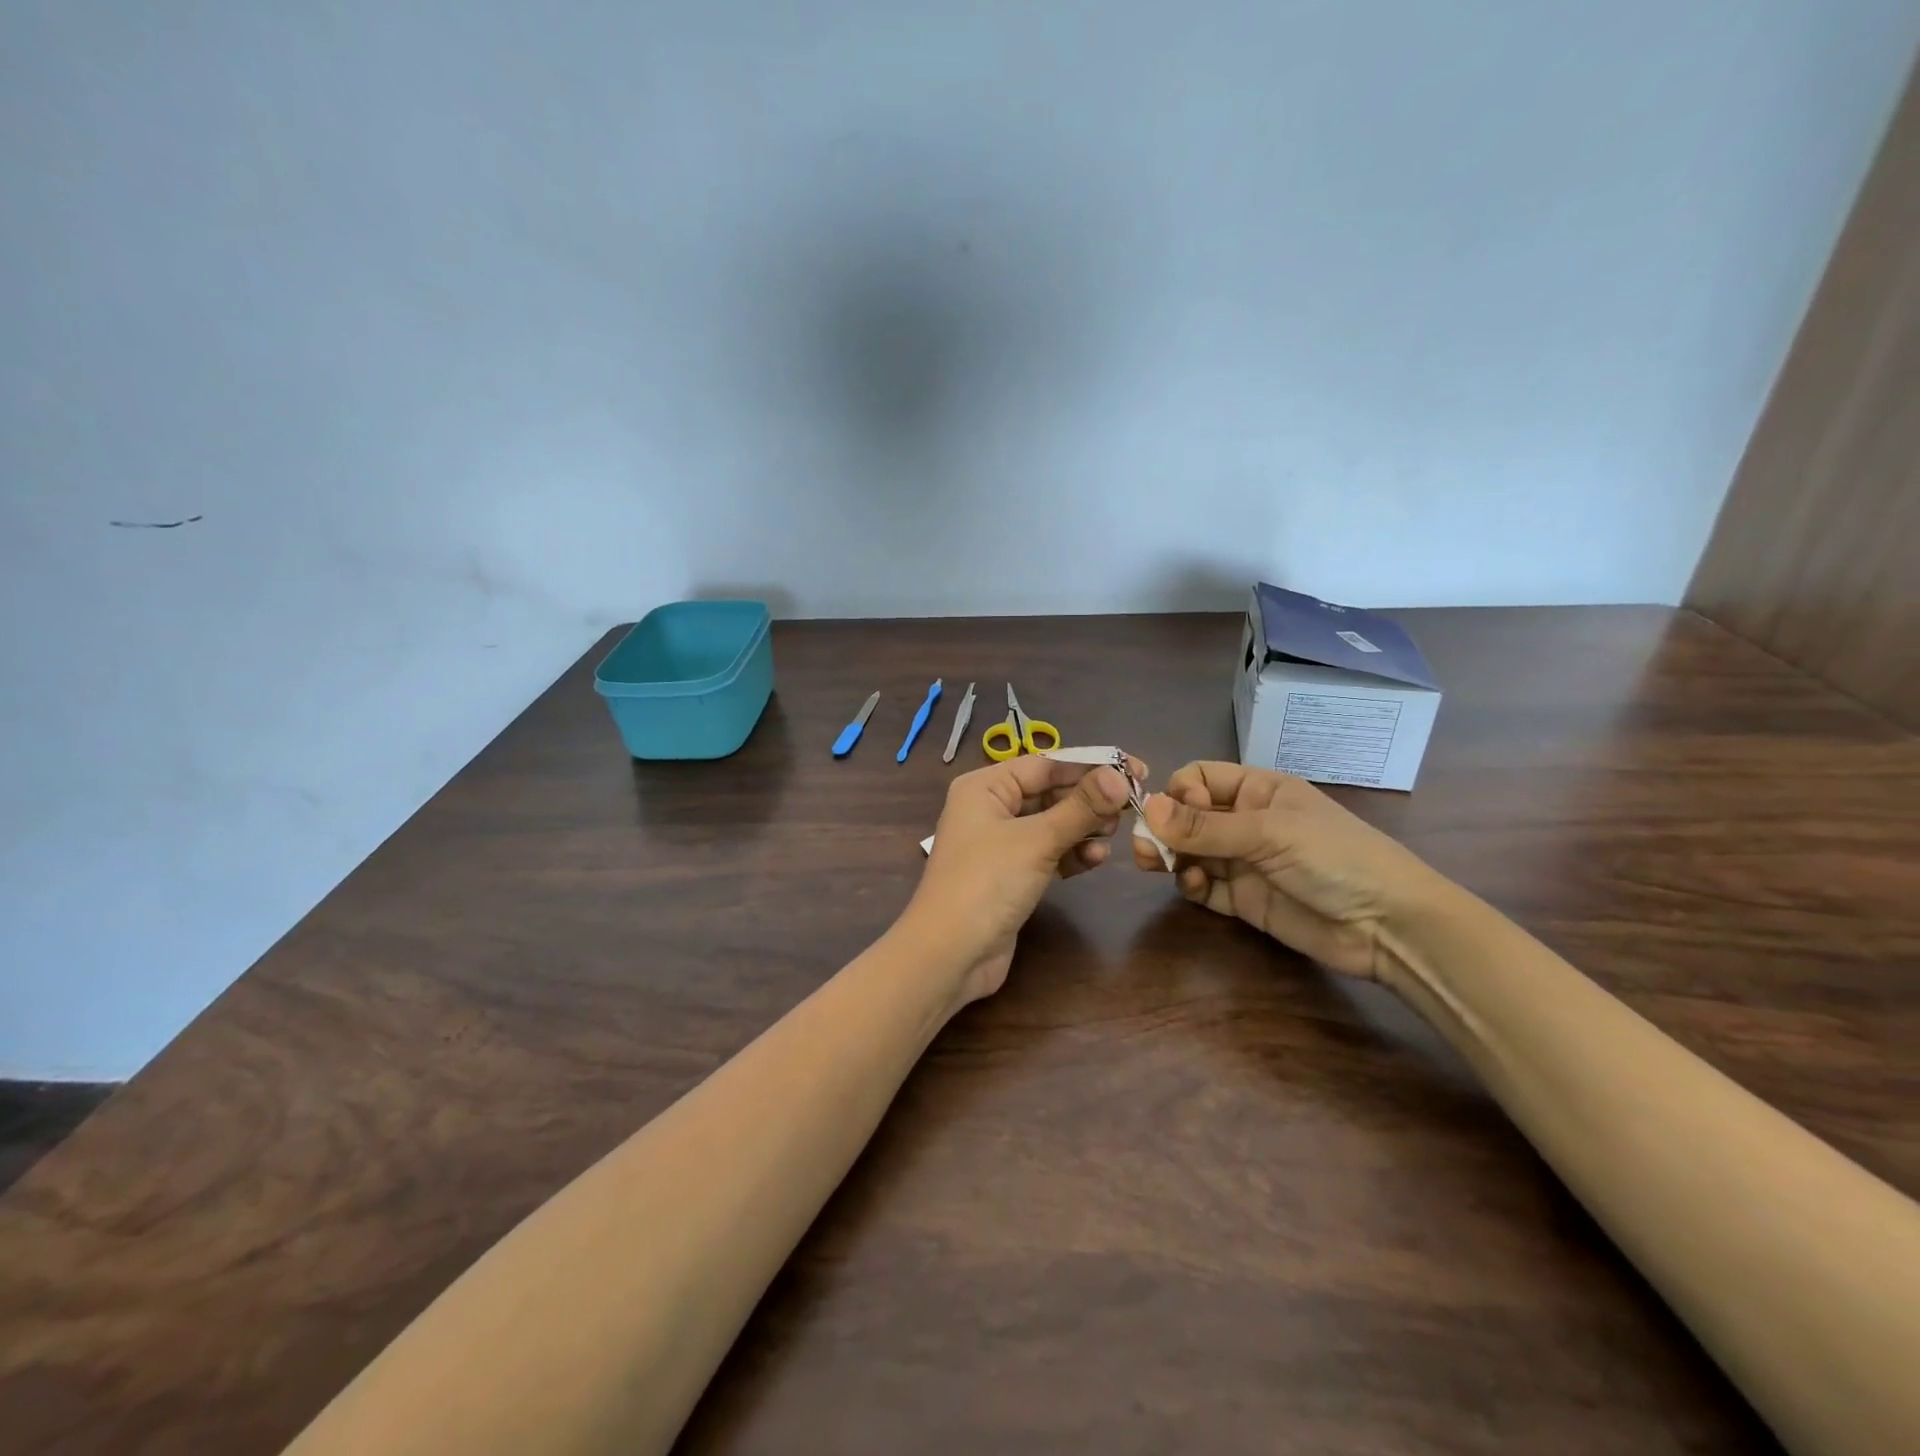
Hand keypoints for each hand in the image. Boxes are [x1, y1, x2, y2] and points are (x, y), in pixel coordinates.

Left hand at [903, 754, 1142, 1004]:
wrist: (950, 954)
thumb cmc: (987, 882)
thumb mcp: (1036, 840)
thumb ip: (1080, 807)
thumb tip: (1120, 776)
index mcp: (984, 787)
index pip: (1045, 765)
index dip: (1090, 766)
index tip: (1134, 769)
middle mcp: (989, 809)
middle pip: (1049, 793)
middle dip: (1089, 800)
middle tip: (1131, 806)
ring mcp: (999, 844)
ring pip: (1051, 824)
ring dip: (1083, 828)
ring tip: (1113, 834)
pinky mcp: (1011, 876)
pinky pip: (1048, 853)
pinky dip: (1071, 854)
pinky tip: (1095, 859)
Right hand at [1132, 761, 1448, 980]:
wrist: (1389, 926)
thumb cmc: (1335, 858)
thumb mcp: (1269, 833)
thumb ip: (1206, 827)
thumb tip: (1146, 809)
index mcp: (1258, 790)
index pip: (1201, 778)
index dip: (1181, 792)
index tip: (1173, 814)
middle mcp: (1246, 822)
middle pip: (1188, 817)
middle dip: (1164, 829)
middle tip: (1144, 849)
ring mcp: (1245, 862)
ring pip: (1191, 852)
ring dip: (1171, 857)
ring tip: (1159, 867)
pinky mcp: (1245, 900)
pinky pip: (1204, 887)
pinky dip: (1191, 885)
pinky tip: (1196, 887)